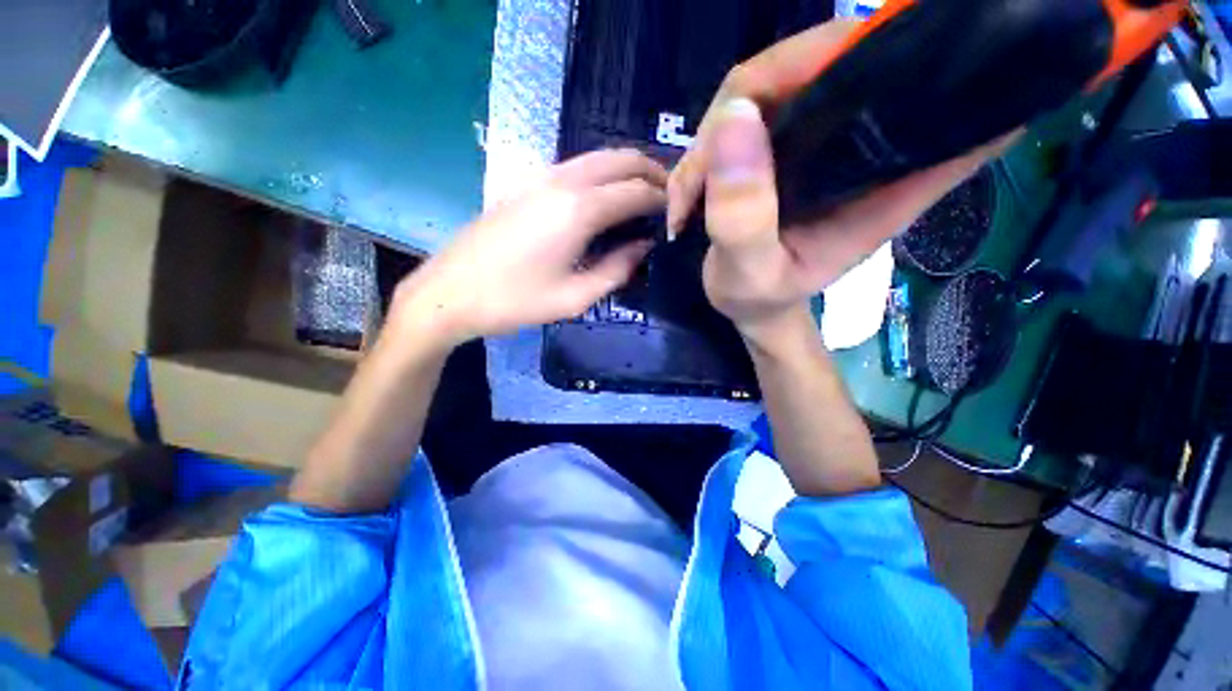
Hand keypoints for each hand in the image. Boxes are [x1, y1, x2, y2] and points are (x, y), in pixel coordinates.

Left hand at [391, 149, 666, 348]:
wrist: (451, 292)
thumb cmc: (515, 301)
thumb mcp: (575, 297)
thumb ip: (617, 270)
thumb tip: (643, 248)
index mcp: (578, 210)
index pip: (636, 191)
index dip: (663, 200)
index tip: (678, 214)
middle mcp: (563, 181)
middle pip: (621, 159)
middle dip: (651, 173)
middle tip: (670, 197)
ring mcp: (541, 177)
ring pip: (598, 157)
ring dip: (627, 170)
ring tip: (645, 196)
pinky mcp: (526, 183)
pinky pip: (577, 167)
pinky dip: (603, 174)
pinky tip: (607, 198)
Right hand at [668, 20, 1012, 341]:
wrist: (748, 305)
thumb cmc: (759, 298)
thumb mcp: (750, 275)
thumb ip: (744, 219)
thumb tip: (736, 118)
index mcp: (887, 179)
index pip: (928, 89)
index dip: (902, 50)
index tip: (850, 58)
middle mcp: (862, 143)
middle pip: (828, 61)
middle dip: (755, 96)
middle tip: (705, 169)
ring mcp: (819, 137)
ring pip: (772, 83)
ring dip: (715, 133)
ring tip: (689, 197)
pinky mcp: (783, 141)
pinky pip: (742, 111)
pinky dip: (706, 146)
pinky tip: (689, 191)